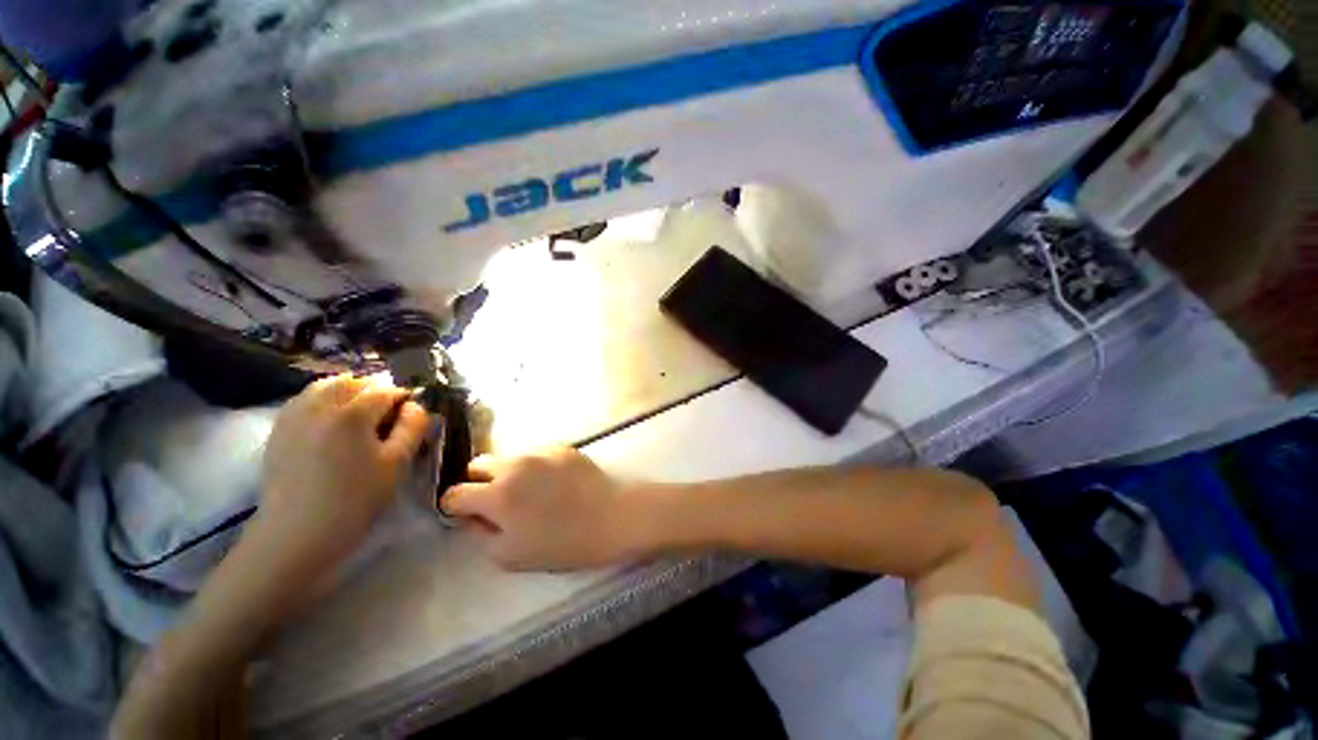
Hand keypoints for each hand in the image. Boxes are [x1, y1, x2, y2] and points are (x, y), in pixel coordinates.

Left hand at [256, 374, 429, 569]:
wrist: (296, 534)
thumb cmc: (355, 500)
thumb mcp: (397, 464)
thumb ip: (413, 427)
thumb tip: (416, 406)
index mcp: (352, 413)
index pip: (386, 390)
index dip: (404, 399)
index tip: (412, 417)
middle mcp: (319, 406)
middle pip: (353, 381)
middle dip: (375, 391)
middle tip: (388, 415)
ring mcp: (294, 416)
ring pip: (325, 386)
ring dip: (348, 392)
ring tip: (360, 415)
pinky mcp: (279, 430)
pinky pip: (304, 400)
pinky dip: (322, 400)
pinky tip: (330, 422)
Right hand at [441, 447, 633, 570]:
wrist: (612, 516)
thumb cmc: (563, 544)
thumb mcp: (510, 556)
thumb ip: (480, 535)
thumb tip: (471, 517)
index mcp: (497, 495)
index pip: (454, 493)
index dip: (455, 507)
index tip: (468, 516)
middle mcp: (514, 465)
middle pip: (478, 464)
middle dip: (478, 482)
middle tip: (496, 502)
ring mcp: (539, 452)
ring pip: (507, 456)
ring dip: (507, 472)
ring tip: (528, 491)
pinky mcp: (561, 447)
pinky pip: (534, 453)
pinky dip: (533, 466)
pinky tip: (552, 482)